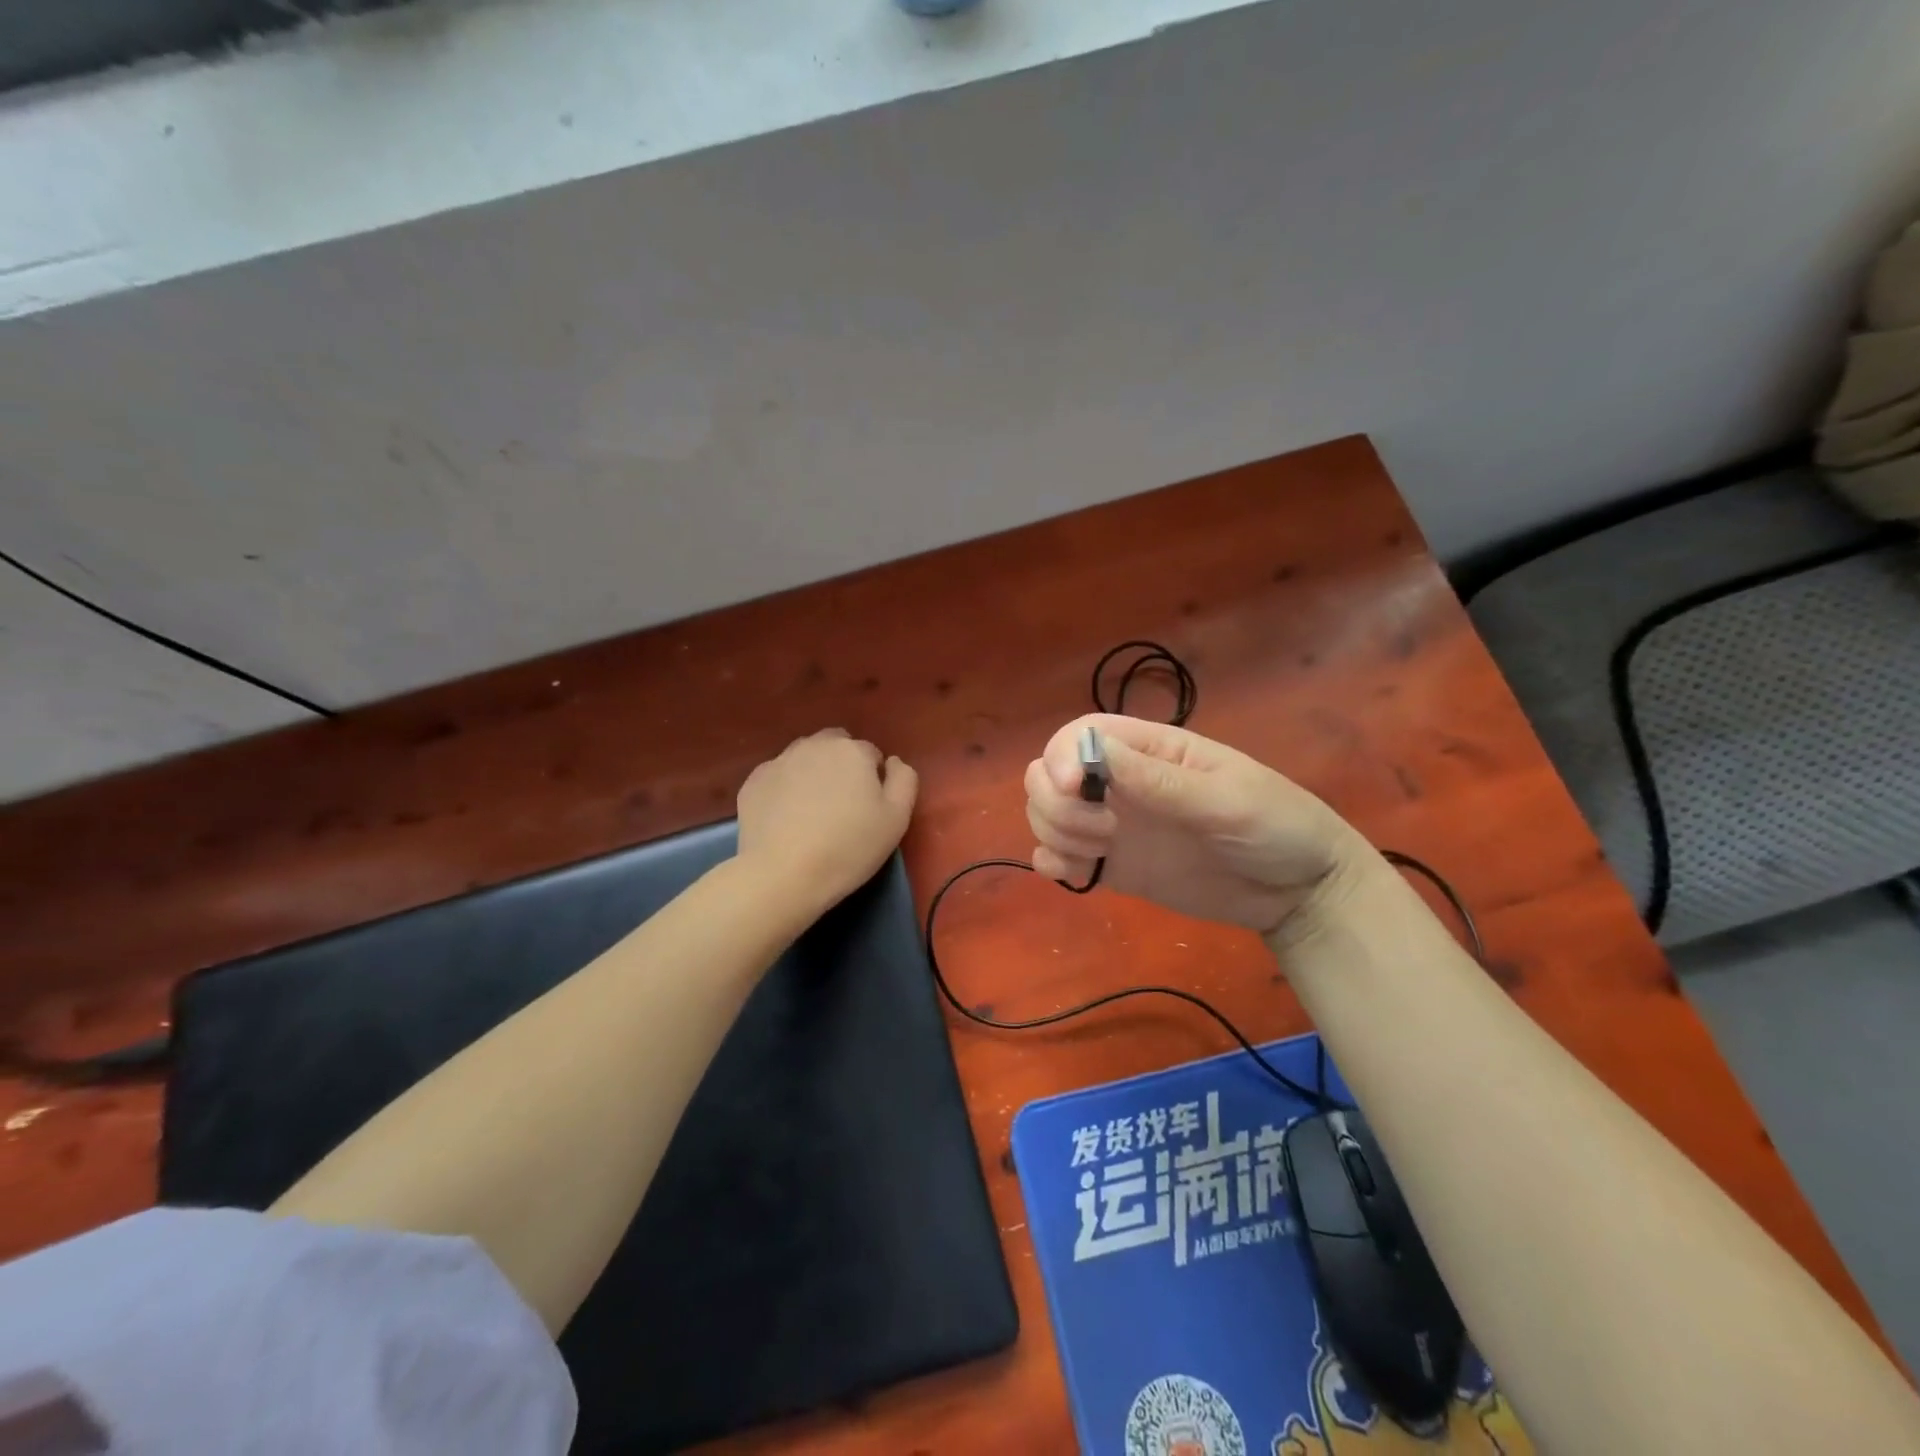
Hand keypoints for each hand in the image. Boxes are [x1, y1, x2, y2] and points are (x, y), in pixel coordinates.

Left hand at [736, 729, 917, 914]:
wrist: (783, 875)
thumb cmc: (849, 848)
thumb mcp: (897, 819)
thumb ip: (904, 780)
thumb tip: (892, 762)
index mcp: (853, 751)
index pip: (871, 754)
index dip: (874, 780)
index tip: (869, 808)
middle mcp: (815, 745)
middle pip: (836, 746)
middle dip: (842, 766)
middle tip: (842, 805)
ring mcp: (779, 761)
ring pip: (804, 757)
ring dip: (813, 772)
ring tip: (812, 810)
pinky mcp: (753, 782)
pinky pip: (778, 776)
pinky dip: (785, 788)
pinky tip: (786, 818)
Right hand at [1024, 714, 1363, 939]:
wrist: (1300, 894)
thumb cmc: (1276, 827)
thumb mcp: (1226, 800)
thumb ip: (1160, 781)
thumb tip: (1094, 750)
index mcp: (1150, 751)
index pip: (1081, 735)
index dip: (1062, 756)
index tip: (1074, 788)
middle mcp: (1121, 783)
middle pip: (1049, 773)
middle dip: (1054, 801)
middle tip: (1100, 831)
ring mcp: (1113, 825)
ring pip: (1047, 813)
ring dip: (1054, 831)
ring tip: (1100, 853)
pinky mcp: (1113, 866)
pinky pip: (1060, 857)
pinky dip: (1052, 863)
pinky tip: (1077, 874)